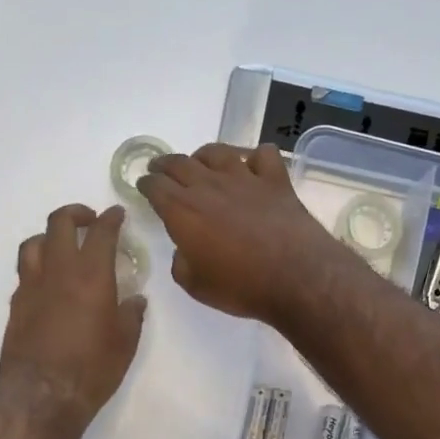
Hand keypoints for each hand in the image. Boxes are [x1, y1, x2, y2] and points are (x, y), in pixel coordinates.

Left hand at [0, 204, 146, 426]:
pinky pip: (25, 272)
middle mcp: (58, 271)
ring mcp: (31, 286)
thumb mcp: (125, 343)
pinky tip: (49, 283)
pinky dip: (38, 267)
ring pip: (33, 243)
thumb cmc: (92, 369)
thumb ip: (131, 315)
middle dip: (76, 214)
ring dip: (49, 236)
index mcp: (91, 275)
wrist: (42, 397)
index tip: (117, 214)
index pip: (101, 232)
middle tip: (89, 221)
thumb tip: (135, 300)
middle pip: (59, 224)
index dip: (110, 218)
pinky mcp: (16, 305)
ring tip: (62, 246)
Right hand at [136, 143, 342, 324]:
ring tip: (200, 162)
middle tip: (160, 168)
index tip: (144, 186)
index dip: (146, 184)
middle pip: (180, 163)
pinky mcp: (275, 180)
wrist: (296, 276)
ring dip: (203, 155)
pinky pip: (262, 155)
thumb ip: (181, 263)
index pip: (155, 186)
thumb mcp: (196, 285)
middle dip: (165, 164)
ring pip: (217, 152)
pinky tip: (253, 167)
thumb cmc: (241, 286)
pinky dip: (254, 157)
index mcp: (183, 211)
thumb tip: (185, 249)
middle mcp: (209, 186)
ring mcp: (245, 178)